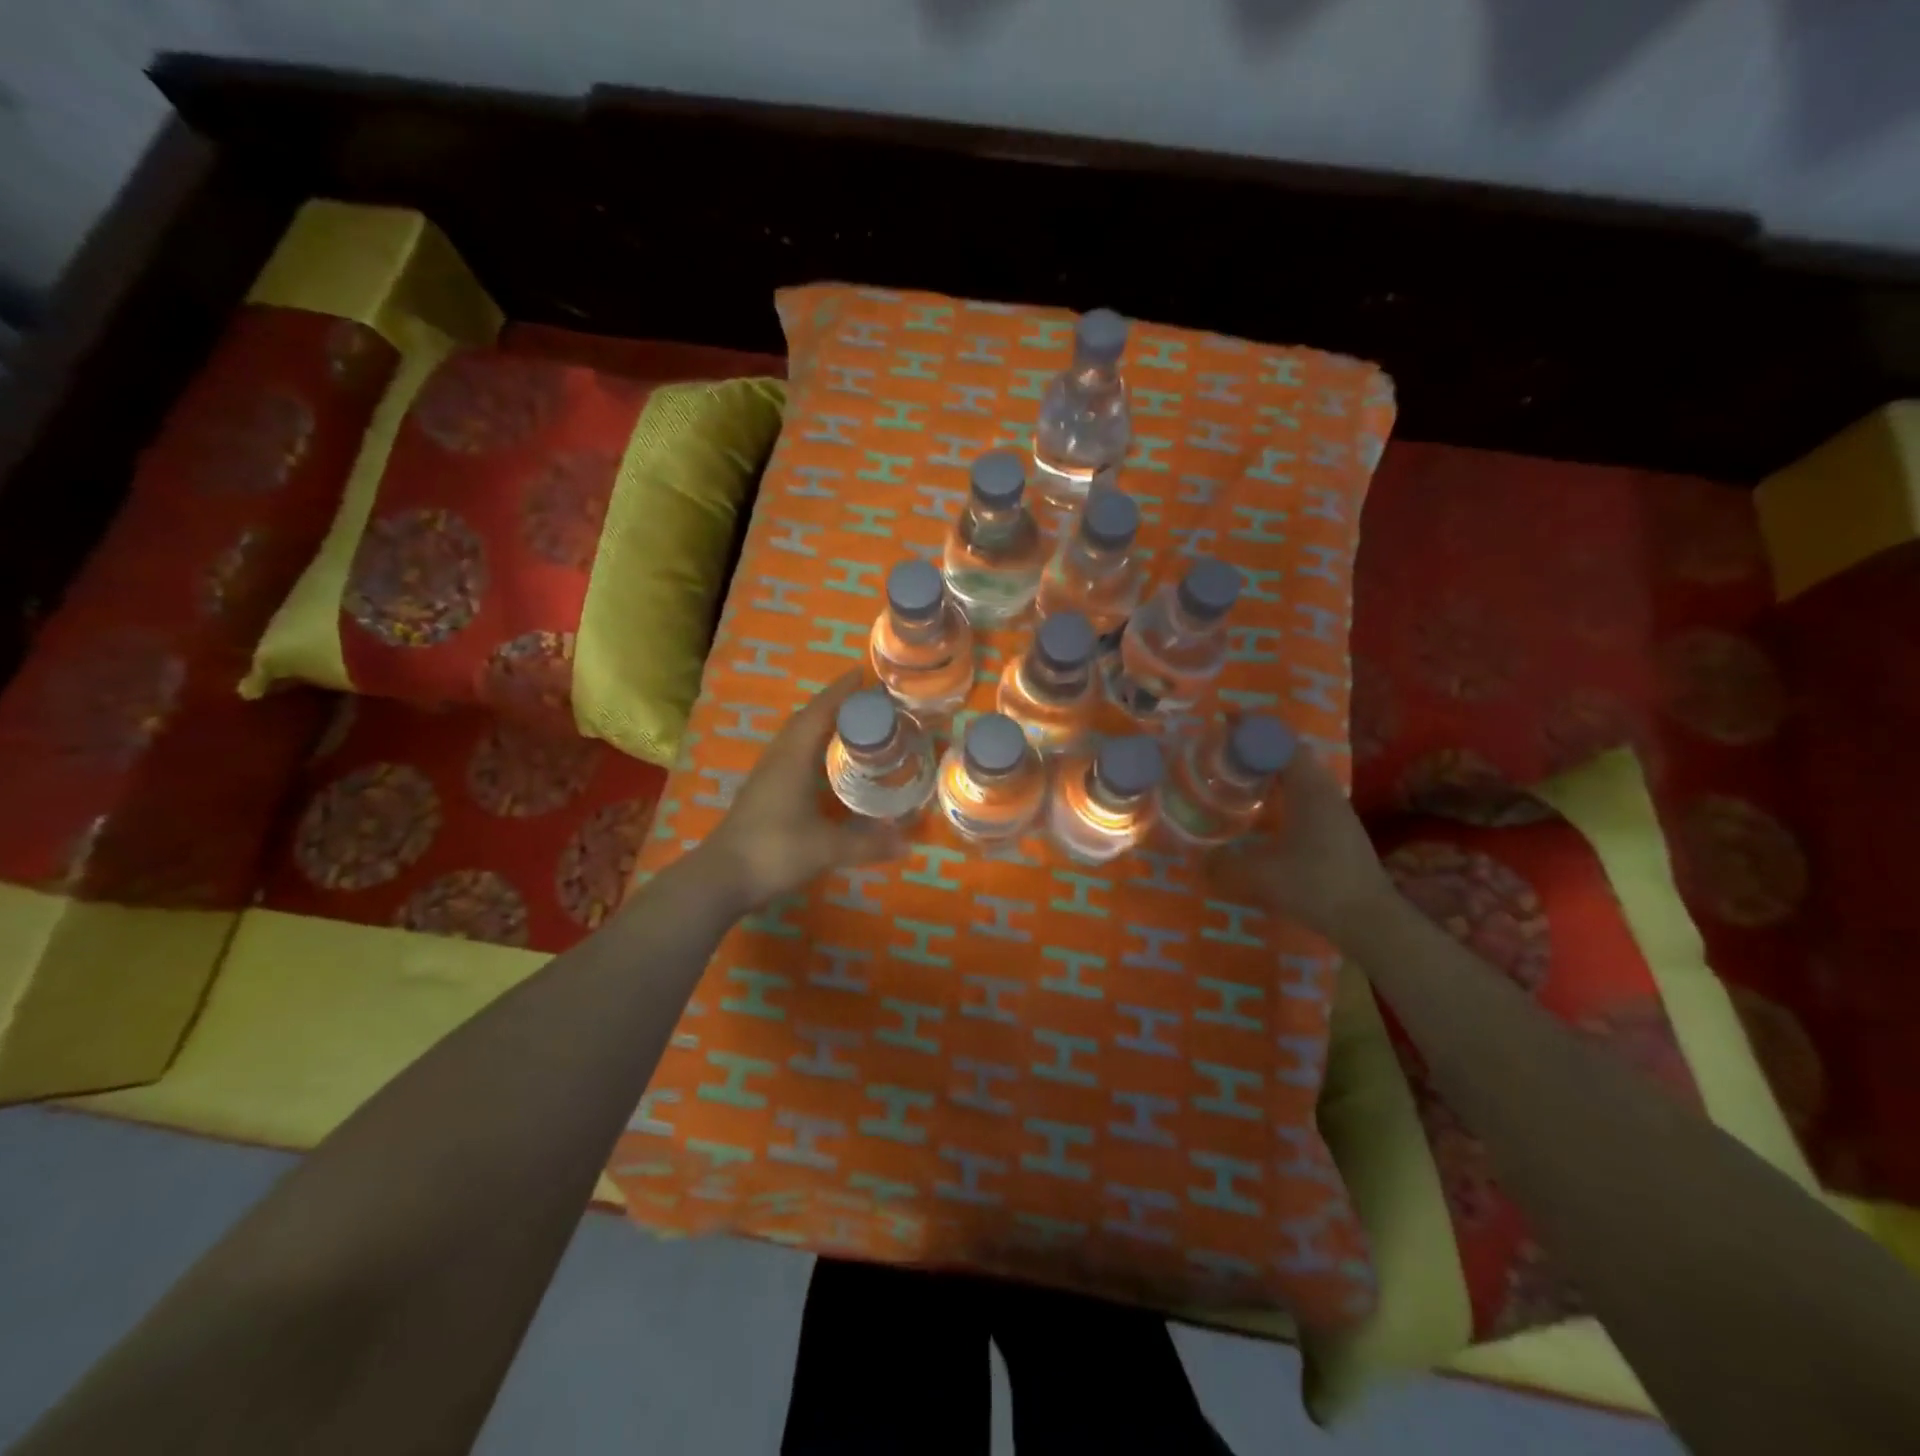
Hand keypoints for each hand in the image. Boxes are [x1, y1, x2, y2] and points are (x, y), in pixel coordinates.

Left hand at [699, 671, 907, 909]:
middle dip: (834, 705)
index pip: (819, 713)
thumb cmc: (774, 851)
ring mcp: (765, 776)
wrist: (721, 878)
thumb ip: (868, 844)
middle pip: (806, 720)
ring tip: (850, 725)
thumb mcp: (827, 848)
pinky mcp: (761, 793)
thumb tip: (907, 844)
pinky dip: (811, 748)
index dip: (840, 692)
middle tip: (866, 701)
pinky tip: (823, 763)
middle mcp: (778, 759)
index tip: (862, 674)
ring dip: (820, 725)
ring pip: (795, 738)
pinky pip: (790, 756)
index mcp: (793, 758)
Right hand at [1204, 746, 1392, 944]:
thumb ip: (1222, 865)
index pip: (1281, 742)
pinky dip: (1283, 792)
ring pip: (1301, 776)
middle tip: (1225, 752)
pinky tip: (1264, 814)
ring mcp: (1337, 812)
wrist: (1369, 921)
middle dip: (1259, 747)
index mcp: (1308, 789)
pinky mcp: (1340, 831)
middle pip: (1292, 754)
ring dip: (1272, 770)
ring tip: (1239, 779)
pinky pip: (1306, 796)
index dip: (1253, 728)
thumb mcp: (1258, 876)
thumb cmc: (1314, 886)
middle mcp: (1325, 792)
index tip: (1225, 722)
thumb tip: (1196, 858)